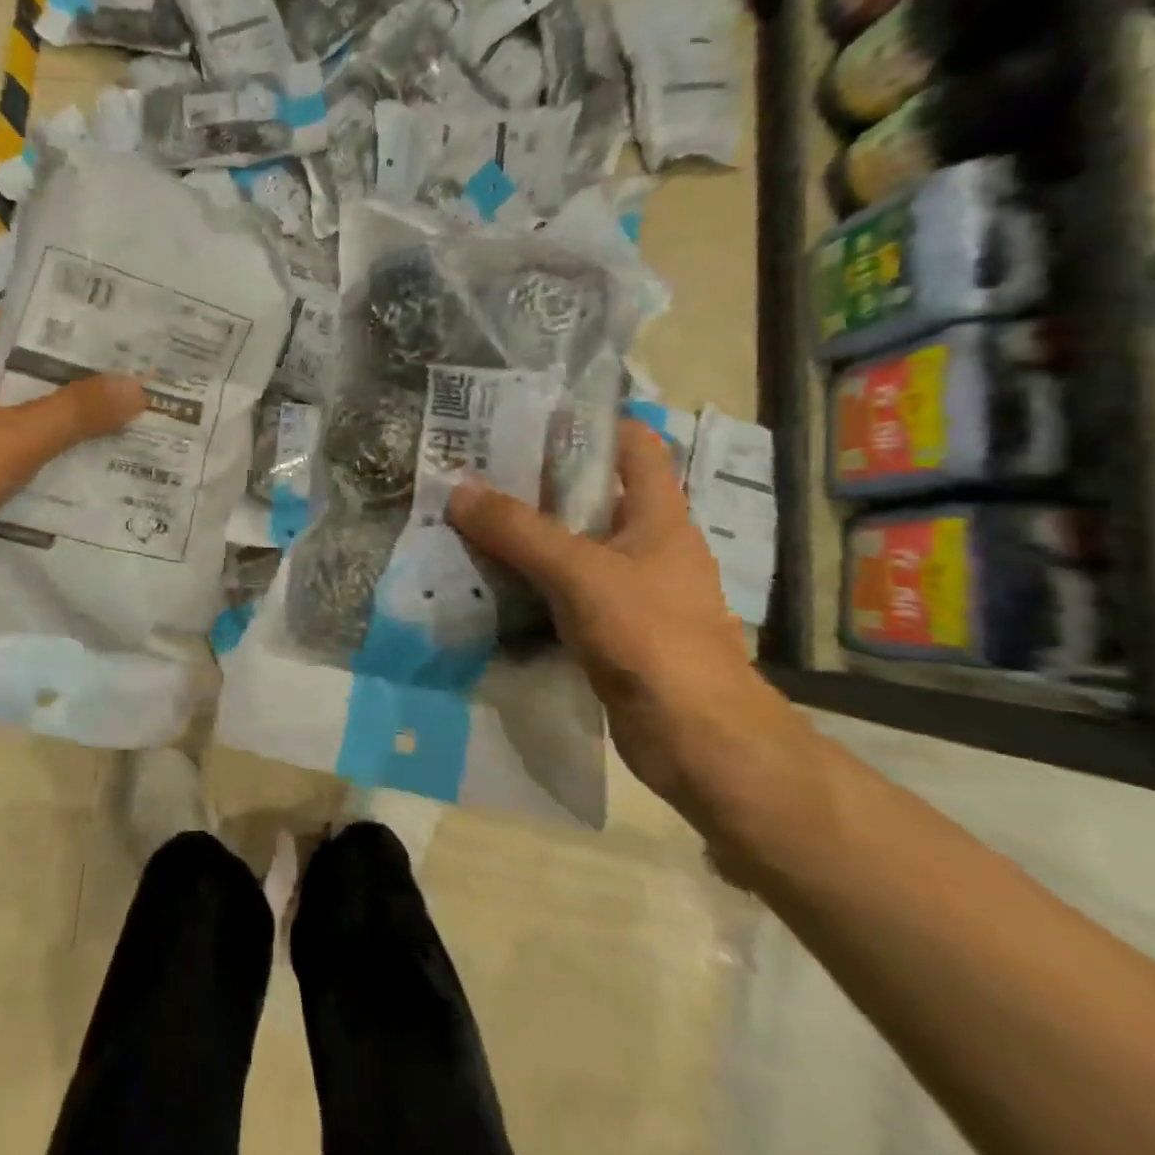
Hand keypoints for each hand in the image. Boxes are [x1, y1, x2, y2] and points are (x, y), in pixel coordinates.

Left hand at [0, 306, 145, 600]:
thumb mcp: (14, 437)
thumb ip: (76, 412)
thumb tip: (139, 386)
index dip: (41, 320)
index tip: (92, 332)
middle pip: (7, 372)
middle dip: (58, 380)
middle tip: (116, 385)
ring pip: (1, 419)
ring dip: (44, 426)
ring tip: (104, 429)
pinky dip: (22, 464)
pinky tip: (62, 479)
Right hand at [448, 419, 809, 824]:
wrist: (696, 739)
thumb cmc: (651, 637)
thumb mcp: (578, 572)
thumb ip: (518, 531)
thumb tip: (458, 490)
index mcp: (658, 515)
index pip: (633, 445)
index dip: (591, 423)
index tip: (532, 415)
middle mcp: (647, 544)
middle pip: (591, 494)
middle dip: (538, 479)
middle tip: (478, 467)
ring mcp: (630, 588)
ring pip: (572, 544)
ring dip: (527, 533)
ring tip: (470, 517)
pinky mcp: (612, 628)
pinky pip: (562, 588)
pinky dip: (530, 579)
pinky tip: (488, 578)